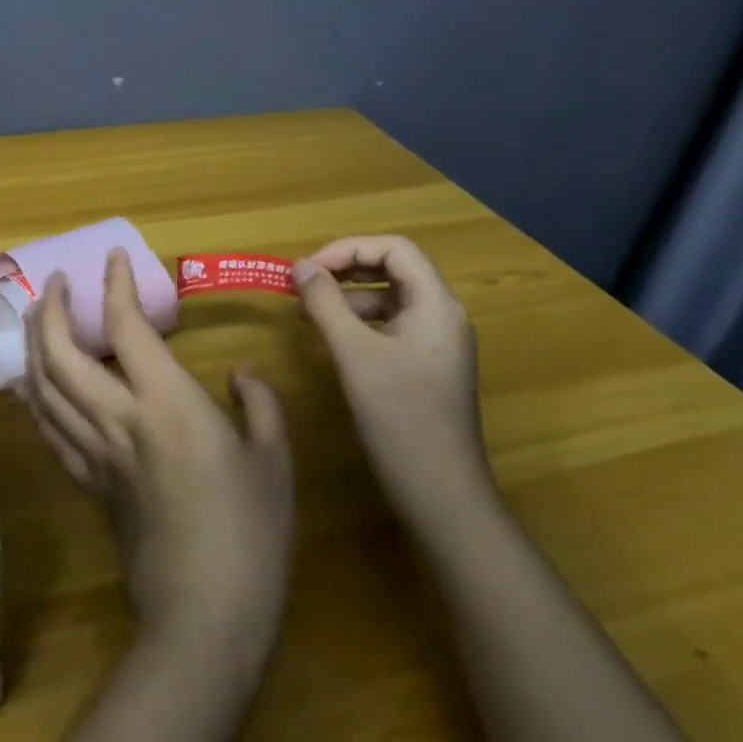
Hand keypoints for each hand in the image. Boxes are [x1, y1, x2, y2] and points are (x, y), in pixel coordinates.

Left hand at [20, 249, 294, 671]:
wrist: (204, 613)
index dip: (116, 285)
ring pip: (43, 387)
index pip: (127, 327)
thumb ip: (258, 403)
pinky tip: (36, 382)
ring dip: (34, 345)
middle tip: (59, 284)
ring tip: (41, 319)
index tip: (114, 257)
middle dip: (52, 309)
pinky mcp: (87, 482)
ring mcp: (95, 452)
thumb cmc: (251, 533)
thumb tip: (239, 374)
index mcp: (167, 404)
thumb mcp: (275, 460)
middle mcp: (119, 419)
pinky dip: (35, 395)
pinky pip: (48, 428)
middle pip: (60, 353)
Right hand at [293, 235, 493, 529]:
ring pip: (388, 299)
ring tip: (306, 313)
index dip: (348, 249)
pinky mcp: (424, 367)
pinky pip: (389, 327)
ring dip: (346, 297)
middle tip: (302, 285)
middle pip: (393, 270)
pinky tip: (330, 340)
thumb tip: (301, 266)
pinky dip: (356, 323)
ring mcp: (435, 344)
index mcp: (435, 305)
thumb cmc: (400, 417)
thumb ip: (326, 304)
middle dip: (344, 270)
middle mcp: (441, 316)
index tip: (307, 269)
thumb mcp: (355, 354)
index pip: (394, 249)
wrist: (441, 492)